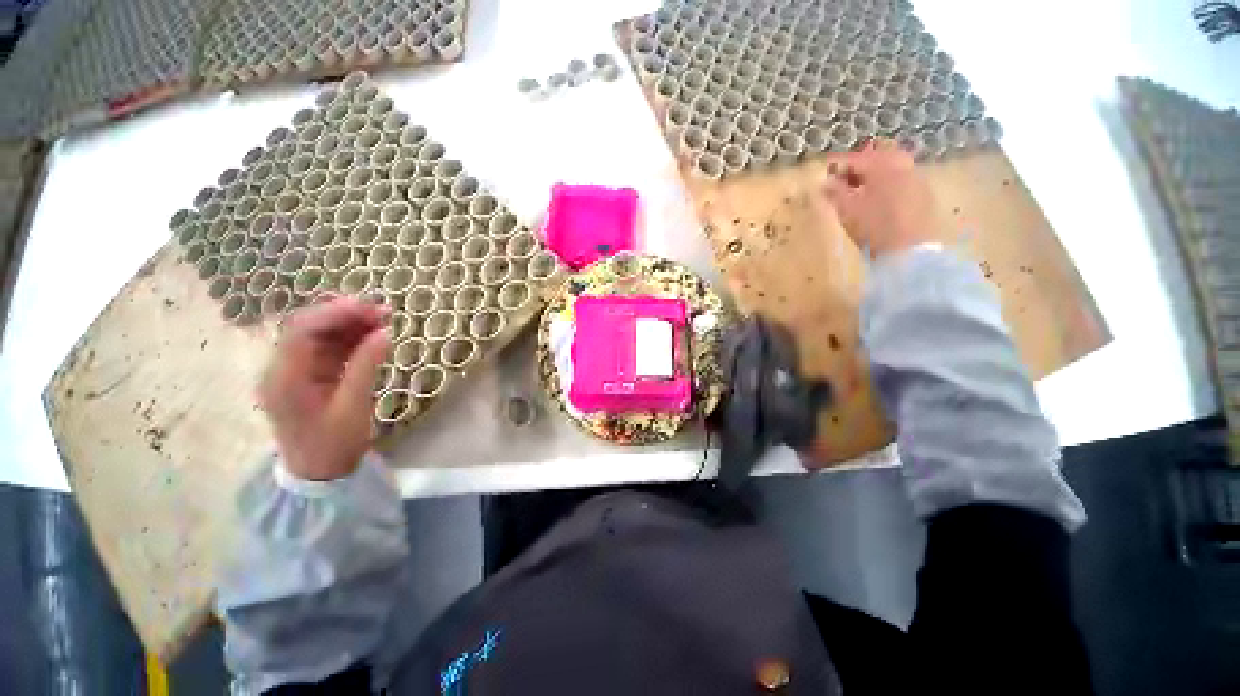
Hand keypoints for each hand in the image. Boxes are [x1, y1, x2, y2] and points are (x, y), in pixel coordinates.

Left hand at [258, 296, 390, 480]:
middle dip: (343, 314)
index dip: (335, 313)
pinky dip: (350, 337)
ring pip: (319, 334)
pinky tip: (373, 333)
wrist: (318, 472)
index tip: (369, 307)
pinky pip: (328, 347)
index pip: (302, 332)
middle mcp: (282, 368)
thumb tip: (385, 333)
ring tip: (383, 318)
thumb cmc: (333, 444)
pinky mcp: (309, 374)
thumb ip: (366, 367)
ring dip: (349, 323)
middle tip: (382, 310)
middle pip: (307, 328)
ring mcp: (295, 370)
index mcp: (284, 379)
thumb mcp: (353, 408)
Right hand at [821, 140, 955, 257]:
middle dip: (861, 165)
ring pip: (894, 167)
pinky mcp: (925, 195)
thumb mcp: (847, 211)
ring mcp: (917, 179)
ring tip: (861, 191)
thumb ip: (835, 193)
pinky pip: (904, 180)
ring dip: (876, 174)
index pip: (857, 158)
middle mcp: (903, 166)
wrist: (909, 252)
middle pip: (879, 157)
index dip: (839, 164)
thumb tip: (825, 182)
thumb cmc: (873, 229)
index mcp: (882, 166)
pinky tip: (880, 199)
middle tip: (845, 179)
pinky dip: (889, 184)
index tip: (825, 172)